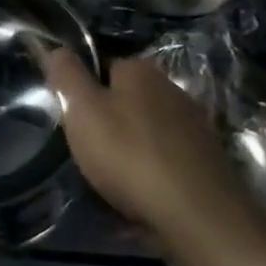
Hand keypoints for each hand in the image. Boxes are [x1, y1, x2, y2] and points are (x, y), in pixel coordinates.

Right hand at [45, 50, 265, 243]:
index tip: (71, 117)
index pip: (103, 66)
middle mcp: (172, 89)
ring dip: (132, 147)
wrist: (197, 216)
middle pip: (127, 99)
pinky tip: (141, 194)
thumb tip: (58, 49)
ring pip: (149, 130)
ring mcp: (194, 125)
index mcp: (140, 70)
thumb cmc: (129, 155)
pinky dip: (153, 171)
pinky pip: (167, 159)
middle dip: (109, 120)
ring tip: (112, 177)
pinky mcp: (208, 160)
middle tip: (88, 150)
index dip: (84, 89)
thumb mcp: (82, 111)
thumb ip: (67, 77)